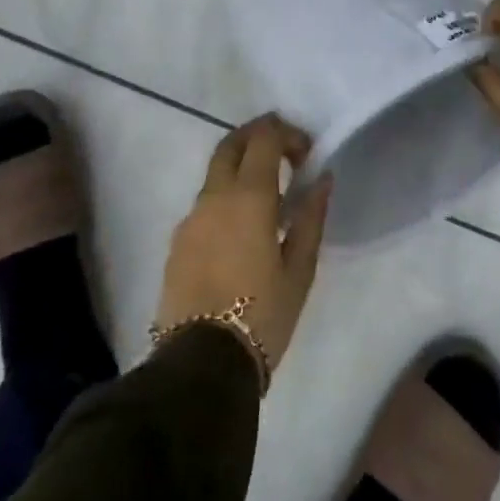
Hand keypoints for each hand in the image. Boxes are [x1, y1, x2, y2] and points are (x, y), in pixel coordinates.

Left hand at [155, 115, 331, 379]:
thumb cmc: (262, 315)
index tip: (307, 153)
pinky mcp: (177, 243)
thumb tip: (322, 179)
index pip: (264, 138)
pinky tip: (241, 231)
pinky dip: (225, 199)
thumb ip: (311, 217)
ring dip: (240, 169)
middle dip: (257, 135)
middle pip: (231, 144)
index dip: (287, 134)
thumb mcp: (299, 270)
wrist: (201, 366)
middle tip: (283, 150)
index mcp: (248, 196)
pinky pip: (205, 204)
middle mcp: (214, 196)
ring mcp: (190, 218)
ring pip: (215, 174)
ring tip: (267, 198)